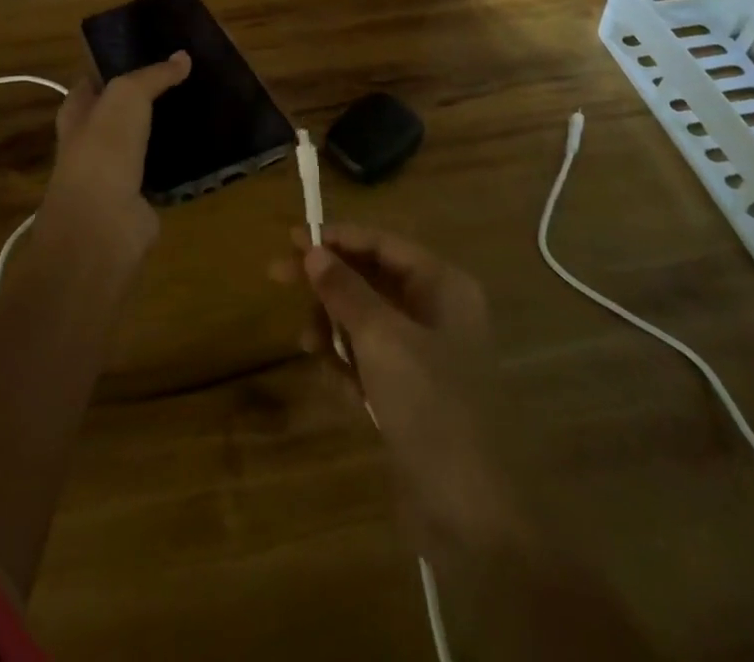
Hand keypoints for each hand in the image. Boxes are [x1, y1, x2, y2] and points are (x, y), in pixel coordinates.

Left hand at [37, 53, 189, 269]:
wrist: (103, 225)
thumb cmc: (103, 150)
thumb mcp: (127, 97)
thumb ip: (153, 76)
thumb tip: (182, 56)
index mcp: (77, 112)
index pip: (95, 79)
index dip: (118, 63)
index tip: (154, 49)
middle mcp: (92, 140)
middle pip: (122, 110)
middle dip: (148, 95)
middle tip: (187, 75)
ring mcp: (115, 170)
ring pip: (144, 139)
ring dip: (166, 127)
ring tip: (202, 104)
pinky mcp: (139, 197)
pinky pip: (163, 169)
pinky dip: (180, 159)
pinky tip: (206, 145)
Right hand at [276, 224, 525, 556]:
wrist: (476, 516)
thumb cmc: (432, 405)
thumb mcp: (382, 339)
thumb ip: (345, 290)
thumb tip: (313, 251)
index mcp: (443, 287)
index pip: (383, 244)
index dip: (337, 238)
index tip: (291, 238)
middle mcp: (436, 312)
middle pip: (370, 279)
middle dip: (327, 282)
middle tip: (277, 276)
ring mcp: (425, 356)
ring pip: (365, 321)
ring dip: (333, 327)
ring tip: (309, 346)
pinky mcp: (412, 395)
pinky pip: (369, 361)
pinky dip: (348, 366)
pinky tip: (338, 385)